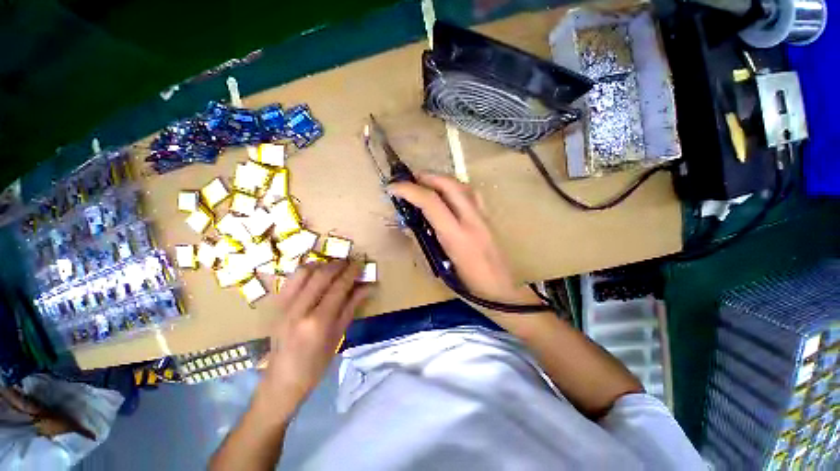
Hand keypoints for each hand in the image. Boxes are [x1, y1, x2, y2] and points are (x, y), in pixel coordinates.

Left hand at [260, 261, 370, 414]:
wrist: (282, 379)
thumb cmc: (316, 362)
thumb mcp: (339, 334)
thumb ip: (352, 306)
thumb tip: (367, 286)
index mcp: (318, 321)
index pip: (338, 287)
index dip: (351, 272)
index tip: (360, 264)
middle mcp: (299, 309)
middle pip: (321, 275)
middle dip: (338, 264)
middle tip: (349, 262)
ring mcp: (283, 306)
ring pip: (304, 272)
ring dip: (321, 264)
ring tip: (333, 266)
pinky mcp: (275, 305)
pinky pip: (292, 279)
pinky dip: (306, 271)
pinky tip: (316, 273)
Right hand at [389, 173, 539, 304]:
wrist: (503, 292)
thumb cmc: (470, 288)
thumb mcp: (440, 270)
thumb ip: (423, 245)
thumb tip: (408, 227)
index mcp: (456, 237)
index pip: (431, 203)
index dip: (409, 190)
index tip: (392, 188)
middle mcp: (472, 221)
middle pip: (449, 185)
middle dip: (426, 177)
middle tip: (409, 180)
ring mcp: (483, 217)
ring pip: (462, 185)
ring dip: (441, 179)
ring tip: (426, 183)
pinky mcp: (489, 218)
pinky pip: (472, 193)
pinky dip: (456, 187)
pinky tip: (448, 194)